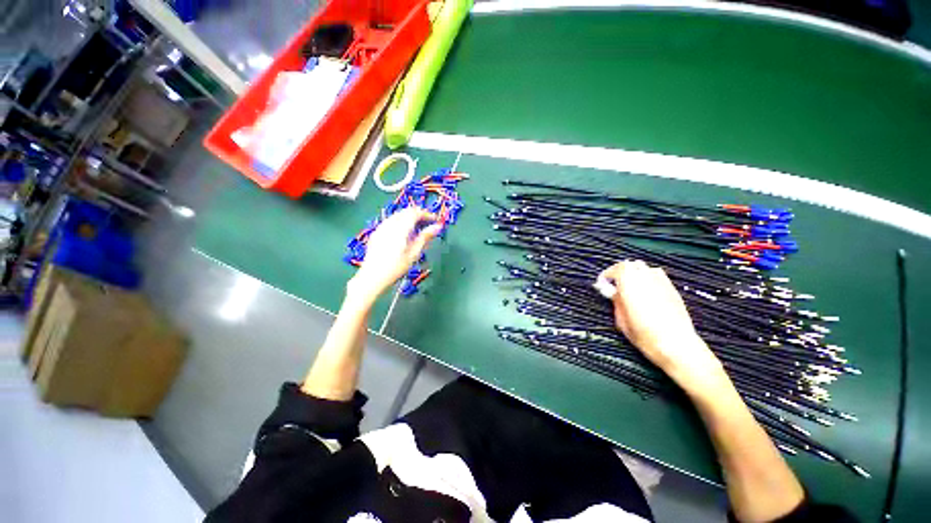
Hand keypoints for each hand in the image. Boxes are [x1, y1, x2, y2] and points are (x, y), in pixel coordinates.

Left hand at [347, 207, 441, 306]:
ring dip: (409, 217)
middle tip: (429, 224)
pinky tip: (404, 233)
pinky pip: (391, 221)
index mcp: (400, 228)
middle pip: (406, 211)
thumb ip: (425, 237)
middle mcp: (390, 223)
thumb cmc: (396, 268)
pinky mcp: (377, 232)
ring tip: (418, 229)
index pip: (415, 213)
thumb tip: (438, 226)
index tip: (436, 220)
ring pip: (398, 215)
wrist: (372, 277)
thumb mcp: (413, 253)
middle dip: (419, 215)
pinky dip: (401, 222)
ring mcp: (381, 227)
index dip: (427, 214)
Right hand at [599, 261, 726, 392]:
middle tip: (615, 284)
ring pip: (645, 268)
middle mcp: (646, 279)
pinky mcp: (673, 289)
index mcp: (630, 284)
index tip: (602, 284)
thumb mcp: (622, 320)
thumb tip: (610, 291)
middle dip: (621, 271)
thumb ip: (616, 301)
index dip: (607, 275)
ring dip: (635, 273)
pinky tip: (646, 292)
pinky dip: (648, 278)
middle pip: (631, 264)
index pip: (617, 269)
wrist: (677, 345)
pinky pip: (657, 276)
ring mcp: (662, 283)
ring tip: (631, 286)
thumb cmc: (645, 335)